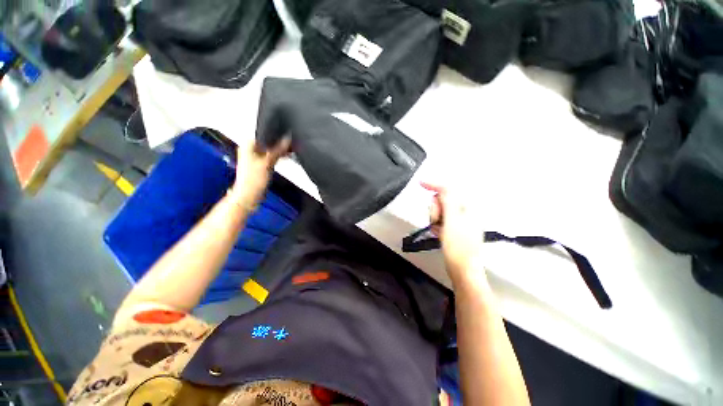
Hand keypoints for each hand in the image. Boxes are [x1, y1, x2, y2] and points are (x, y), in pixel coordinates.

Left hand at [229, 138, 290, 209]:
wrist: (249, 195)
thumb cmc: (252, 180)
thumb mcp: (267, 162)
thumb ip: (278, 150)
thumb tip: (286, 140)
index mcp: (248, 145)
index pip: (264, 134)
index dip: (276, 134)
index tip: (286, 135)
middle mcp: (250, 150)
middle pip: (268, 142)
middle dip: (279, 143)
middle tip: (290, 144)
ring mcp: (256, 158)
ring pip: (271, 150)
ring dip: (280, 150)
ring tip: (290, 150)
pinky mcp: (261, 165)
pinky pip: (272, 157)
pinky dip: (279, 157)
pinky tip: (286, 157)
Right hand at [423, 182, 485, 281]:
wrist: (462, 269)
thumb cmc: (458, 246)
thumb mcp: (452, 221)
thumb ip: (448, 201)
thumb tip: (443, 187)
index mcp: (468, 207)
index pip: (449, 190)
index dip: (434, 185)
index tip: (420, 183)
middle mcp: (465, 211)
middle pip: (442, 200)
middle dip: (435, 209)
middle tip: (437, 221)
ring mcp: (459, 221)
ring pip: (440, 211)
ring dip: (435, 219)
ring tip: (438, 230)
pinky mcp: (454, 229)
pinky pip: (441, 220)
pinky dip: (437, 225)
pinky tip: (439, 234)